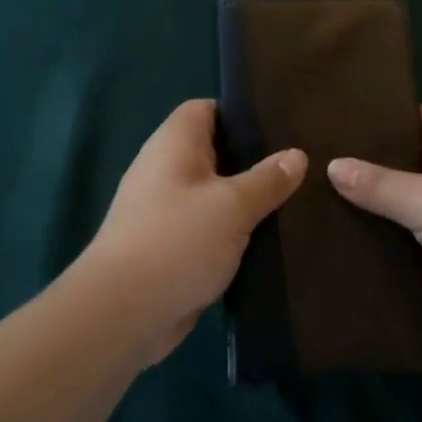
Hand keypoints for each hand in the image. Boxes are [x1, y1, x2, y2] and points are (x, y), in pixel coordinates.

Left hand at [73, 99, 305, 365]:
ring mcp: (164, 210)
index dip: (239, 112)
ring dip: (244, 200)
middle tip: (298, 166)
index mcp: (174, 144)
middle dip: (252, 159)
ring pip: (213, 193)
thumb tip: (296, 154)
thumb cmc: (177, 242)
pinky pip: (207, 227)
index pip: (205, 109)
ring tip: (292, 201)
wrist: (122, 313)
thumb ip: (267, 179)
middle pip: (213, 151)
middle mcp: (165, 169)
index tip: (280, 126)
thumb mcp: (232, 206)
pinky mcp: (169, 246)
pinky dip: (232, 231)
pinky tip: (267, 240)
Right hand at [327, 105, 421, 349]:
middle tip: (313, 169)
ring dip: (381, 206)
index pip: (407, 117)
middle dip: (367, 167)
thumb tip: (332, 165)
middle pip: (407, 157)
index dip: (369, 123)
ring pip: (414, 197)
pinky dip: (398, 235)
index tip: (324, 131)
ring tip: (321, 202)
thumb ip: (378, 184)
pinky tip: (356, 240)